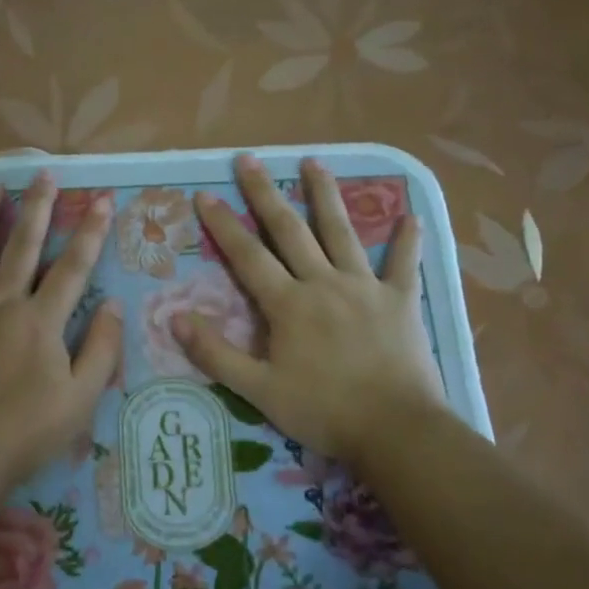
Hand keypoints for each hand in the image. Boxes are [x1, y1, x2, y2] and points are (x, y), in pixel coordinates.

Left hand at [0, 171, 121, 489]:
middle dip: (37, 207)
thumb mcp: (82, 398)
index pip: (73, 266)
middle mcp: (2, 302)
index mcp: (41, 319)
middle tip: (44, 174)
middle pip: (22, 245)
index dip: (91, 231)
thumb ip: (101, 348)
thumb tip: (112, 305)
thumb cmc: (27, 431)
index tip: (103, 199)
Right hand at [179, 154, 445, 463]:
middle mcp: (324, 283)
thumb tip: (175, 318)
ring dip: (326, 195)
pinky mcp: (400, 301)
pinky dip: (408, 241)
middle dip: (266, 193)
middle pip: (290, 230)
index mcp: (288, 304)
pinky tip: (413, 217)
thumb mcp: (259, 390)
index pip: (247, 256)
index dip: (224, 225)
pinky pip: (404, 264)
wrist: (396, 429)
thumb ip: (216, 354)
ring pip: (341, 232)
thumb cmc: (323, 411)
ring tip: (314, 162)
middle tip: (249, 159)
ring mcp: (365, 287)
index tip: (205, 195)